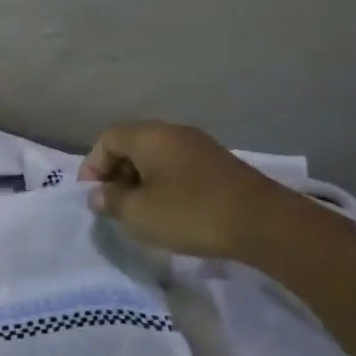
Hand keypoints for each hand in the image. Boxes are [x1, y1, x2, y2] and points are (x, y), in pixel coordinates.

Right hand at [79, 121, 306, 259]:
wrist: (264, 223)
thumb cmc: (190, 213)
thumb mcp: (139, 213)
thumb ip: (111, 201)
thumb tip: (98, 195)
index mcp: (149, 136)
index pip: (107, 139)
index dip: (92, 165)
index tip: (92, 195)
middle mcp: (173, 132)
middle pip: (132, 144)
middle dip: (116, 173)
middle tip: (113, 203)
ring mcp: (200, 146)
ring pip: (157, 156)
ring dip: (141, 180)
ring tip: (139, 210)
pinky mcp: (220, 165)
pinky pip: (178, 167)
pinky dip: (165, 184)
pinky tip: (169, 211)